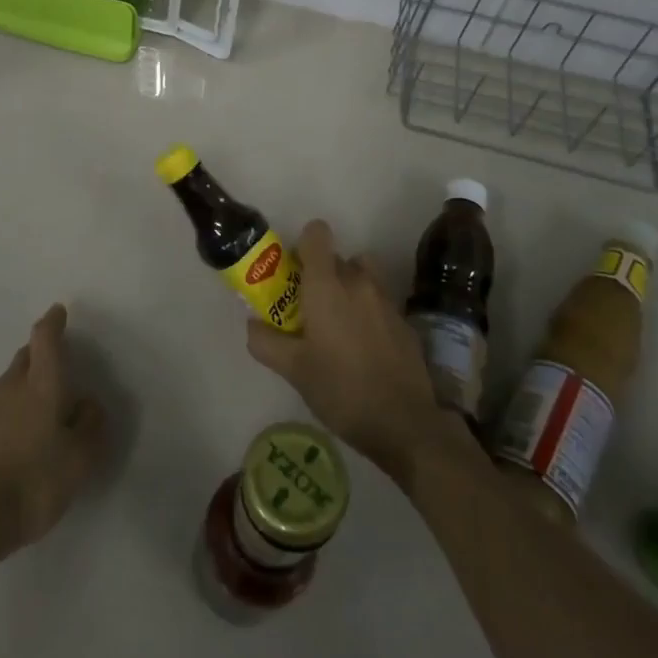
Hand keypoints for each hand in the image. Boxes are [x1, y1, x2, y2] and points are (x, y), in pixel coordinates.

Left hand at [0, 304, 107, 565]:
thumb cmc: (32, 481)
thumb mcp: (79, 459)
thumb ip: (90, 426)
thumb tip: (88, 403)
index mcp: (41, 383)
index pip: (45, 339)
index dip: (53, 322)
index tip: (59, 311)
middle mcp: (12, 387)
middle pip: (26, 356)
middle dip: (41, 352)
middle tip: (59, 360)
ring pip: (12, 382)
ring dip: (28, 382)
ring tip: (46, 401)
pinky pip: (1, 408)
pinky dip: (16, 409)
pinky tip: (25, 433)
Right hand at [246, 221, 464, 484]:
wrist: (404, 424)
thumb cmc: (341, 389)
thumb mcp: (293, 370)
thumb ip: (265, 341)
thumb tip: (253, 323)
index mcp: (326, 284)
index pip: (317, 233)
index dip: (304, 245)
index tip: (295, 273)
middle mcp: (358, 281)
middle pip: (338, 257)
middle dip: (323, 275)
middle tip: (310, 310)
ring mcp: (386, 299)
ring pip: (363, 276)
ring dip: (350, 288)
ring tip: (340, 325)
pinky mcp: (405, 321)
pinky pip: (381, 301)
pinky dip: (370, 312)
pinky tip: (365, 348)